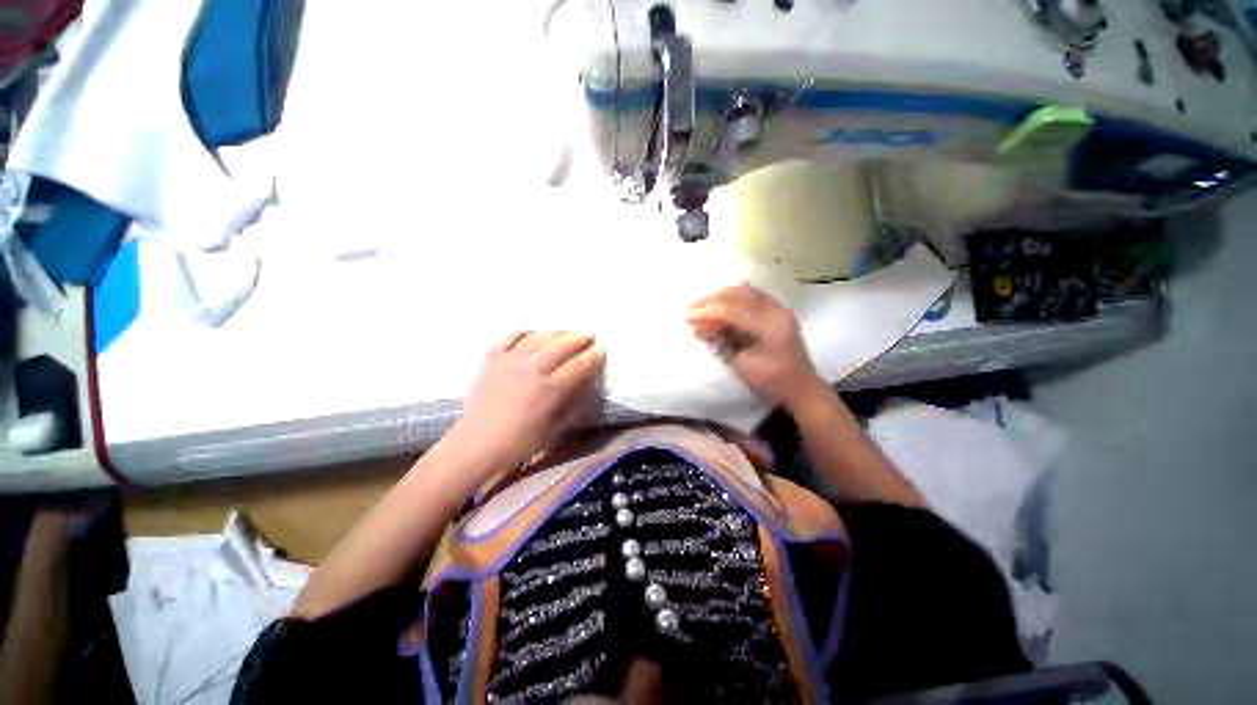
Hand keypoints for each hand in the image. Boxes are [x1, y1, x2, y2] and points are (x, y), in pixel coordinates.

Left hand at [457, 330, 605, 467]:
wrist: (478, 445)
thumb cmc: (521, 442)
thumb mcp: (555, 427)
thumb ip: (571, 401)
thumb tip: (584, 380)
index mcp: (549, 390)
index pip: (578, 365)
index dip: (593, 356)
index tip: (602, 348)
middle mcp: (531, 369)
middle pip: (561, 345)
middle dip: (579, 338)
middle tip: (589, 336)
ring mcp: (509, 361)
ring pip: (539, 337)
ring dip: (556, 332)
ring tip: (566, 332)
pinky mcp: (492, 359)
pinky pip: (511, 336)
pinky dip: (525, 331)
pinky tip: (534, 332)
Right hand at [688, 284, 824, 408]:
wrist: (801, 388)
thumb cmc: (772, 381)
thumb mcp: (742, 365)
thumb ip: (723, 343)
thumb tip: (702, 329)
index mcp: (769, 325)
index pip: (731, 311)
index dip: (707, 313)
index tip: (687, 317)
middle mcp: (775, 311)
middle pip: (738, 294)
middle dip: (712, 300)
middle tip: (692, 308)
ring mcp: (778, 310)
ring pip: (746, 292)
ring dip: (722, 296)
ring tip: (703, 305)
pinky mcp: (777, 314)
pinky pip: (754, 297)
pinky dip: (735, 298)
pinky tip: (722, 302)